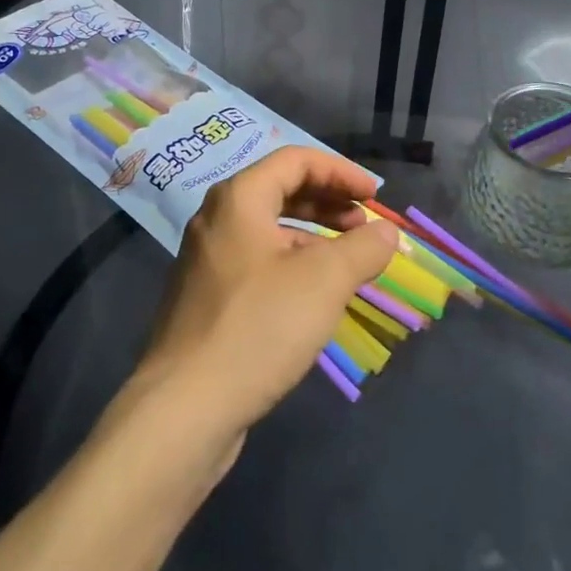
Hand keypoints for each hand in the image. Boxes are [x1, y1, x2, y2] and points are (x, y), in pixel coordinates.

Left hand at [134, 147, 398, 447]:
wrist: (184, 410)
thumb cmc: (258, 328)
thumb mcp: (324, 281)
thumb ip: (363, 248)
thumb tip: (386, 233)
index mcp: (239, 199)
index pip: (295, 160)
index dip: (341, 172)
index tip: (375, 197)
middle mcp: (217, 219)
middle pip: (280, 190)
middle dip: (328, 202)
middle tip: (364, 226)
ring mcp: (207, 261)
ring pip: (269, 229)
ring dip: (313, 235)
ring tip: (348, 261)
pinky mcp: (207, 299)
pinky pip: (257, 261)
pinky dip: (292, 263)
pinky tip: (314, 296)